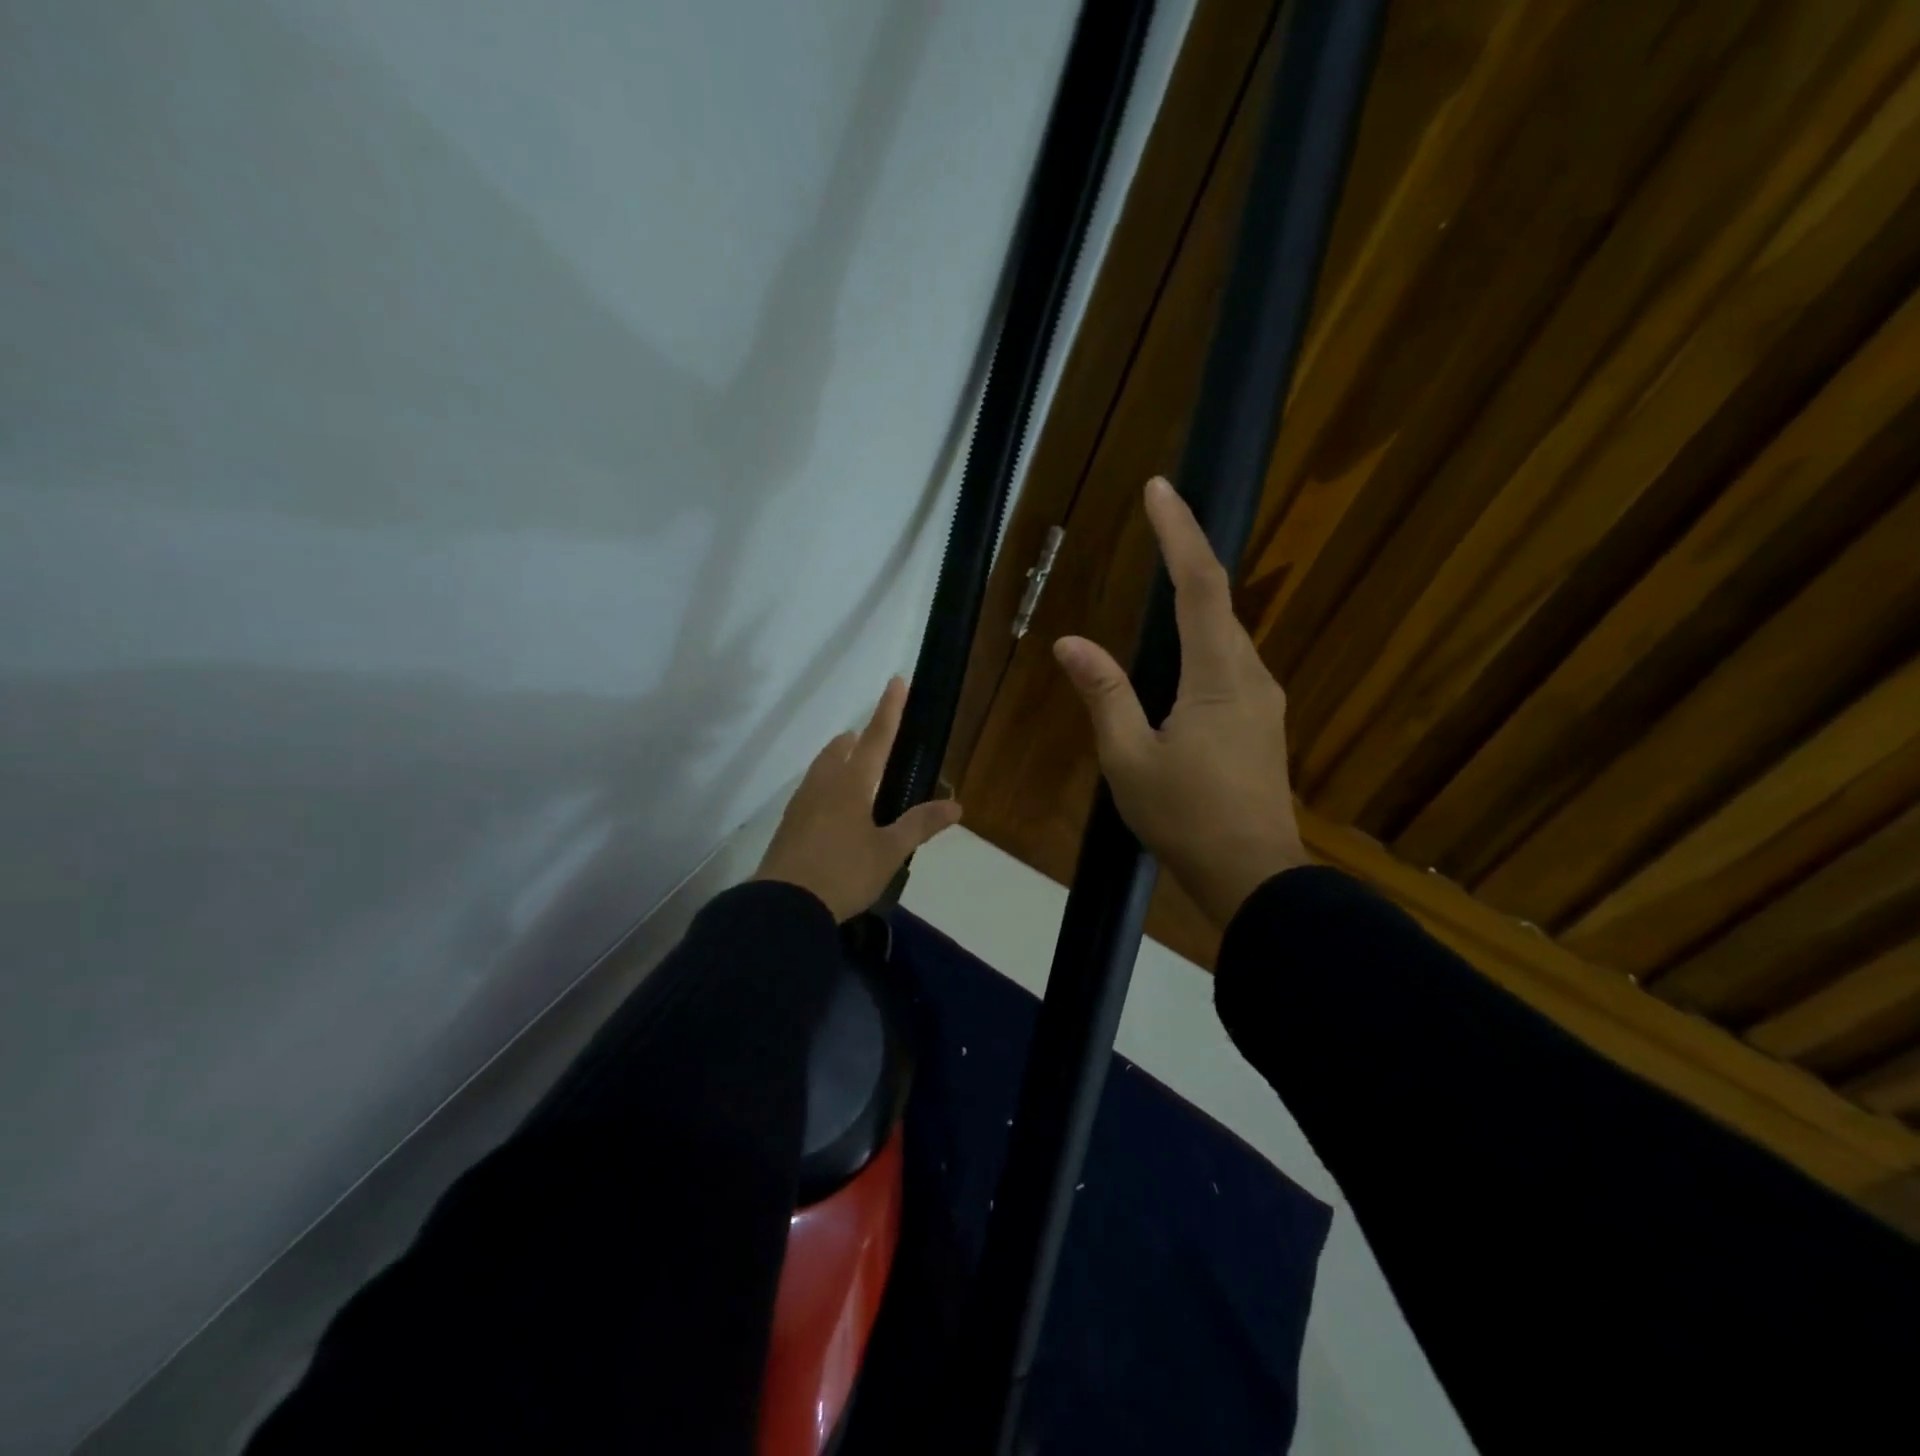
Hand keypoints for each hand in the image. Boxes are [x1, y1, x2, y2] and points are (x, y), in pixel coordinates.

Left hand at [754, 677, 962, 920]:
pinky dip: (827, 786)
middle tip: (873, 743)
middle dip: (858, 740)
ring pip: (822, 768)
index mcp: (851, 784)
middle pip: (841, 749)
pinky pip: (811, 791)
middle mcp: (824, 784)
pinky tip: (833, 811)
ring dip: (839, 761)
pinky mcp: (789, 824)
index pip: (876, 738)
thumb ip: (920, 825)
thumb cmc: (843, 873)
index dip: (889, 710)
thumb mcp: (889, 852)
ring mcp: (801, 803)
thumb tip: (956, 806)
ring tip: (855, 774)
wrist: (784, 905)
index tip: (896, 681)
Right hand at [1053, 476, 1307, 925]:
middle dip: (1188, 556)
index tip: (1160, 488)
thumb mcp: (1129, 758)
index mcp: (1217, 676)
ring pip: (1225, 636)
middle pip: (1218, 603)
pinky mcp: (1262, 723)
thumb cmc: (1186, 817)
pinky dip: (1200, 643)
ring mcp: (1263, 700)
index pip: (1200, 586)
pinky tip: (1176, 661)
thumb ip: (1104, 694)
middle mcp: (1250, 675)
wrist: (1253, 875)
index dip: (1179, 533)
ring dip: (1194, 602)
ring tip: (1159, 581)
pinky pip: (1229, 664)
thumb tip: (1071, 643)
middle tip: (1155, 520)